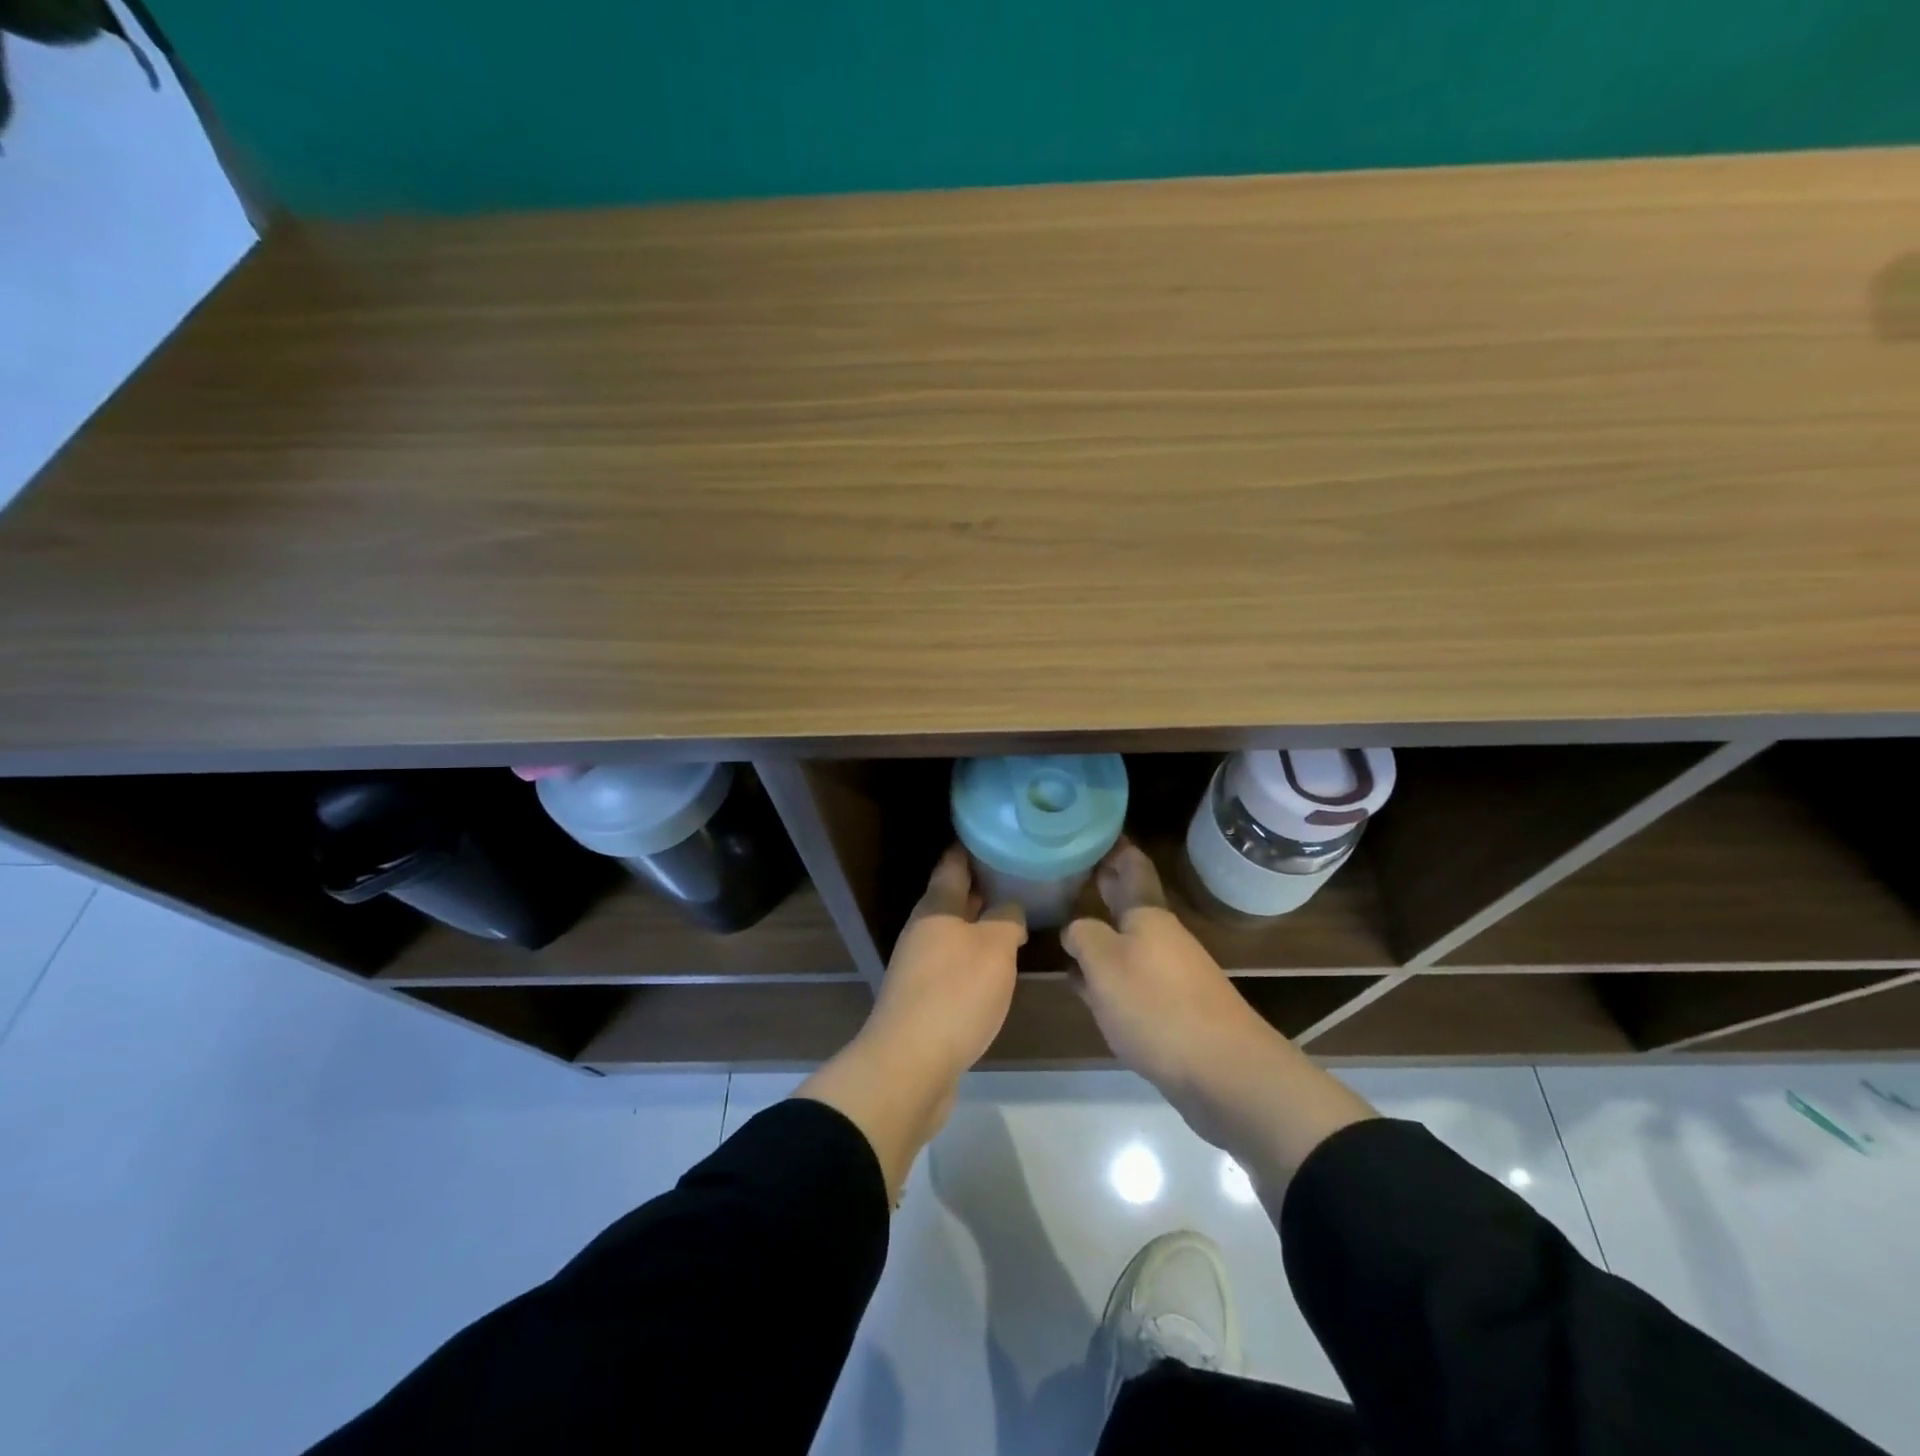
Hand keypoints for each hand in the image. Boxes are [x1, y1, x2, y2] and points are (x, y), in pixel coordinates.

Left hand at [797, 847, 1025, 1197]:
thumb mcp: (994, 948)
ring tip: (1016, 916)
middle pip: (953, 897)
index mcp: (937, 908)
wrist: (911, 1064)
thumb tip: (1009, 908)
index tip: (994, 833)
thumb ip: (1006, 920)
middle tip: (1018, 873)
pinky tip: (998, 965)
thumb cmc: (955, 994)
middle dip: (982, 885)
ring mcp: (920, 965)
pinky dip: (976, 957)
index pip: (953, 863)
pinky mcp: (925, 998)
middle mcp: (924, 930)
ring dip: (981, 923)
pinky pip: (955, 964)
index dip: (971, 846)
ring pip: (955, 932)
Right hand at [1062, 841, 1282, 1128]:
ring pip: (1128, 941)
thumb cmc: (1157, 1006)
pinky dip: (1109, 973)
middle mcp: (1162, 937)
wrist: (1224, 1072)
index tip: (1092, 830)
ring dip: (1102, 932)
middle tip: (1072, 869)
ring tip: (1067, 926)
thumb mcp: (1104, 964)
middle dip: (1104, 886)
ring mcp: (1171, 973)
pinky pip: (1133, 978)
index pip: (1132, 866)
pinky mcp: (1173, 1009)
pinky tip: (1087, 986)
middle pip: (1129, 903)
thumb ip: (1083, 937)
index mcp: (1148, 915)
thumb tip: (1077, 930)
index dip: (1114, 847)